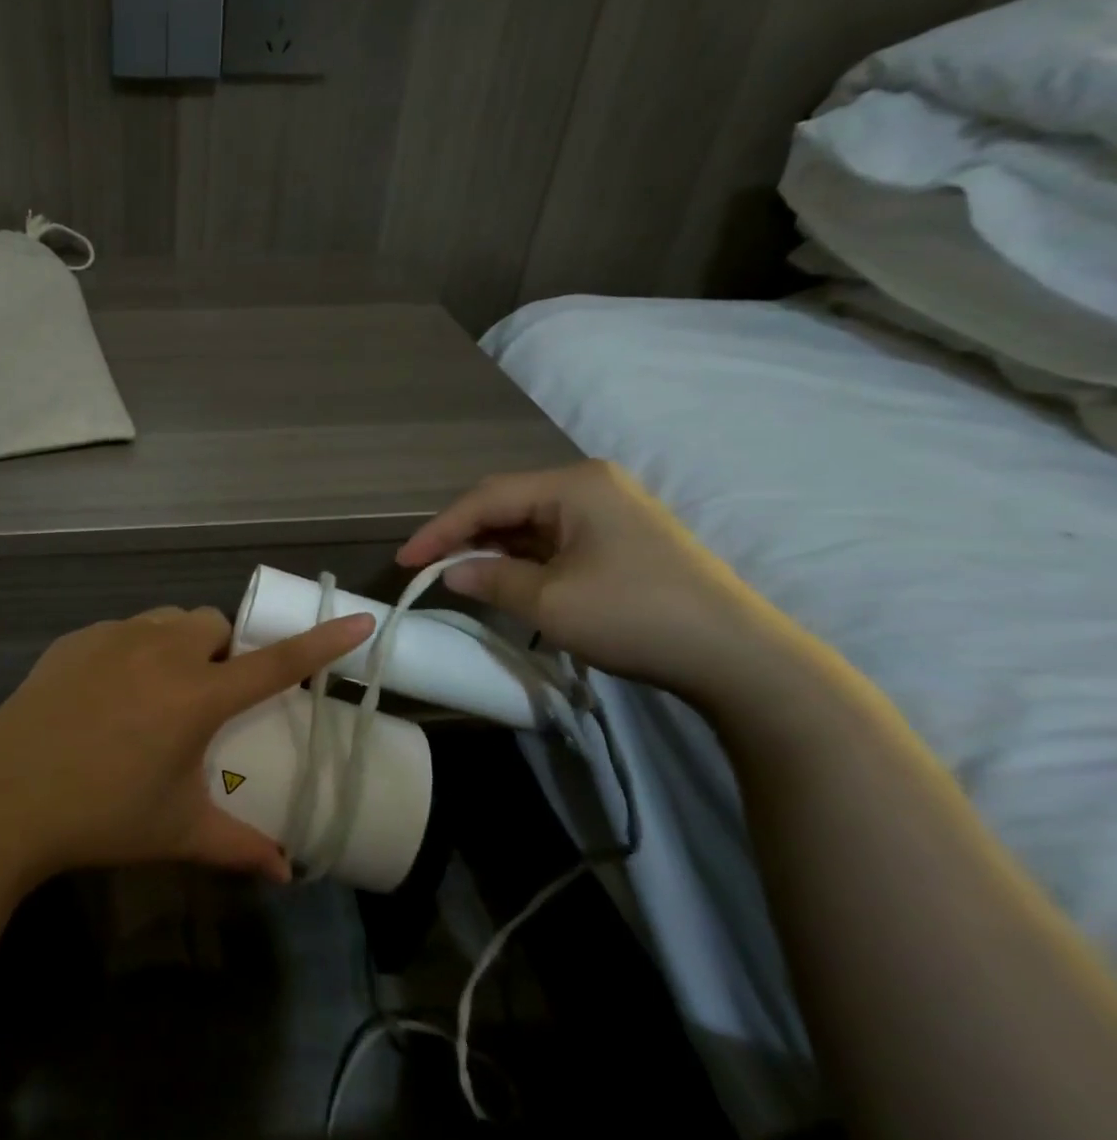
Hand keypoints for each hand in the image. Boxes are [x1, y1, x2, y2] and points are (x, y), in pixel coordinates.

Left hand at [0, 606, 374, 886]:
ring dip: (181, 644)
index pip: (275, 662)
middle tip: (209, 696)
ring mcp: (112, 638)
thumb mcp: (177, 832)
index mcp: (196, 695)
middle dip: (224, 651)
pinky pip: (122, 630)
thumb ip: (239, 847)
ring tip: (161, 689)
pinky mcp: (74, 640)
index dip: (322, 642)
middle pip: (214, 625)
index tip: (359, 620)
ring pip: (168, 621)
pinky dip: (134, 649)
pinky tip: (109, 693)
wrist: (3, 802)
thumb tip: (286, 873)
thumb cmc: (101, 817)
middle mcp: (160, 651)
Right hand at [398, 460, 786, 699]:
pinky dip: (523, 558)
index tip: (405, 561)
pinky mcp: (621, 538)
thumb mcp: (548, 601)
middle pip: (508, 503)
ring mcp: (610, 510)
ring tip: (459, 575)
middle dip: (465, 535)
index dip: (440, 530)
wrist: (734, 655)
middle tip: (428, 567)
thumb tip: (452, 571)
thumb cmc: (633, 615)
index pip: (487, 498)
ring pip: (530, 522)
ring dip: (493, 548)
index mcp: (573, 485)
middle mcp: (591, 485)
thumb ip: (490, 578)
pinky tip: (505, 578)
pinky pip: (554, 539)